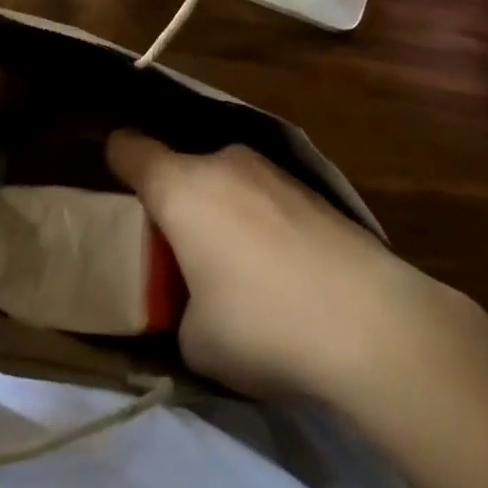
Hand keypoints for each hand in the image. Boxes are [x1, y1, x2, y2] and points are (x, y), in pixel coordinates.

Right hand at [107, 131, 482, 406]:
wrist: (372, 322)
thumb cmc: (264, 325)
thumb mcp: (195, 339)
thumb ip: (177, 310)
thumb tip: (193, 304)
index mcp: (180, 187)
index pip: (128, 147)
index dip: (115, 165)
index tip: (118, 199)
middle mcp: (223, 163)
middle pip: (180, 166)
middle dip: (174, 201)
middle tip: (179, 252)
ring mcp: (272, 170)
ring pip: (224, 178)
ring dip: (219, 209)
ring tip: (237, 265)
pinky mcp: (313, 188)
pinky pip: (263, 193)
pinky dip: (258, 218)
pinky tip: (281, 266)